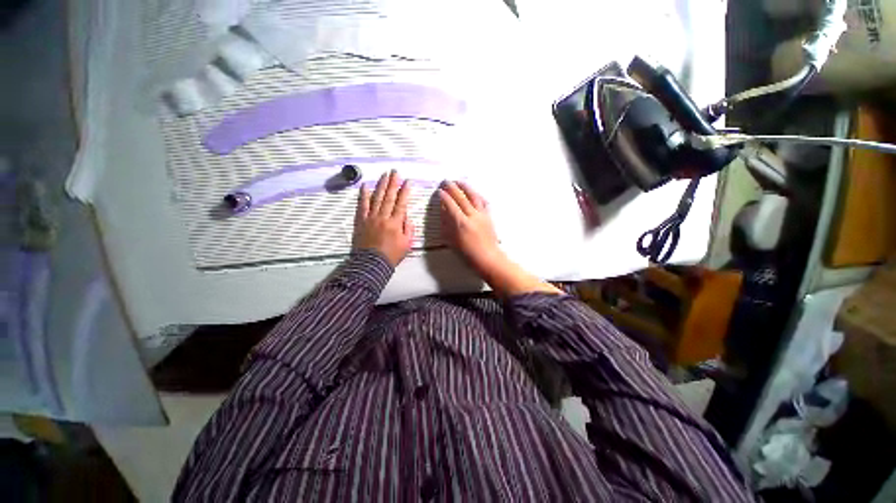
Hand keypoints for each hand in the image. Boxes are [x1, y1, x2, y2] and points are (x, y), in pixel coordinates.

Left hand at [354, 171, 414, 266]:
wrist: (371, 264)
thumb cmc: (391, 255)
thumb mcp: (407, 244)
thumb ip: (409, 228)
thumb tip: (407, 216)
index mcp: (396, 223)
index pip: (402, 203)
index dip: (405, 191)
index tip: (408, 182)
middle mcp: (383, 217)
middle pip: (389, 197)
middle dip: (393, 183)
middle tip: (395, 172)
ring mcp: (371, 218)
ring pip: (377, 198)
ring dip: (381, 185)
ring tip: (384, 175)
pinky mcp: (361, 221)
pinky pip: (362, 205)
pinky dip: (363, 195)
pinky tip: (365, 186)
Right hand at [438, 181, 505, 273]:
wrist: (488, 258)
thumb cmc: (468, 254)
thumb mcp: (453, 242)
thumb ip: (448, 226)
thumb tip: (444, 213)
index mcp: (462, 223)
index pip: (451, 205)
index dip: (444, 197)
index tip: (439, 191)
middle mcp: (472, 216)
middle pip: (461, 198)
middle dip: (453, 188)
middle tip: (446, 182)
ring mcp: (482, 215)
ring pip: (474, 197)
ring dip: (466, 188)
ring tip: (459, 182)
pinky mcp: (489, 217)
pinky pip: (483, 202)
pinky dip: (478, 196)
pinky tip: (475, 193)